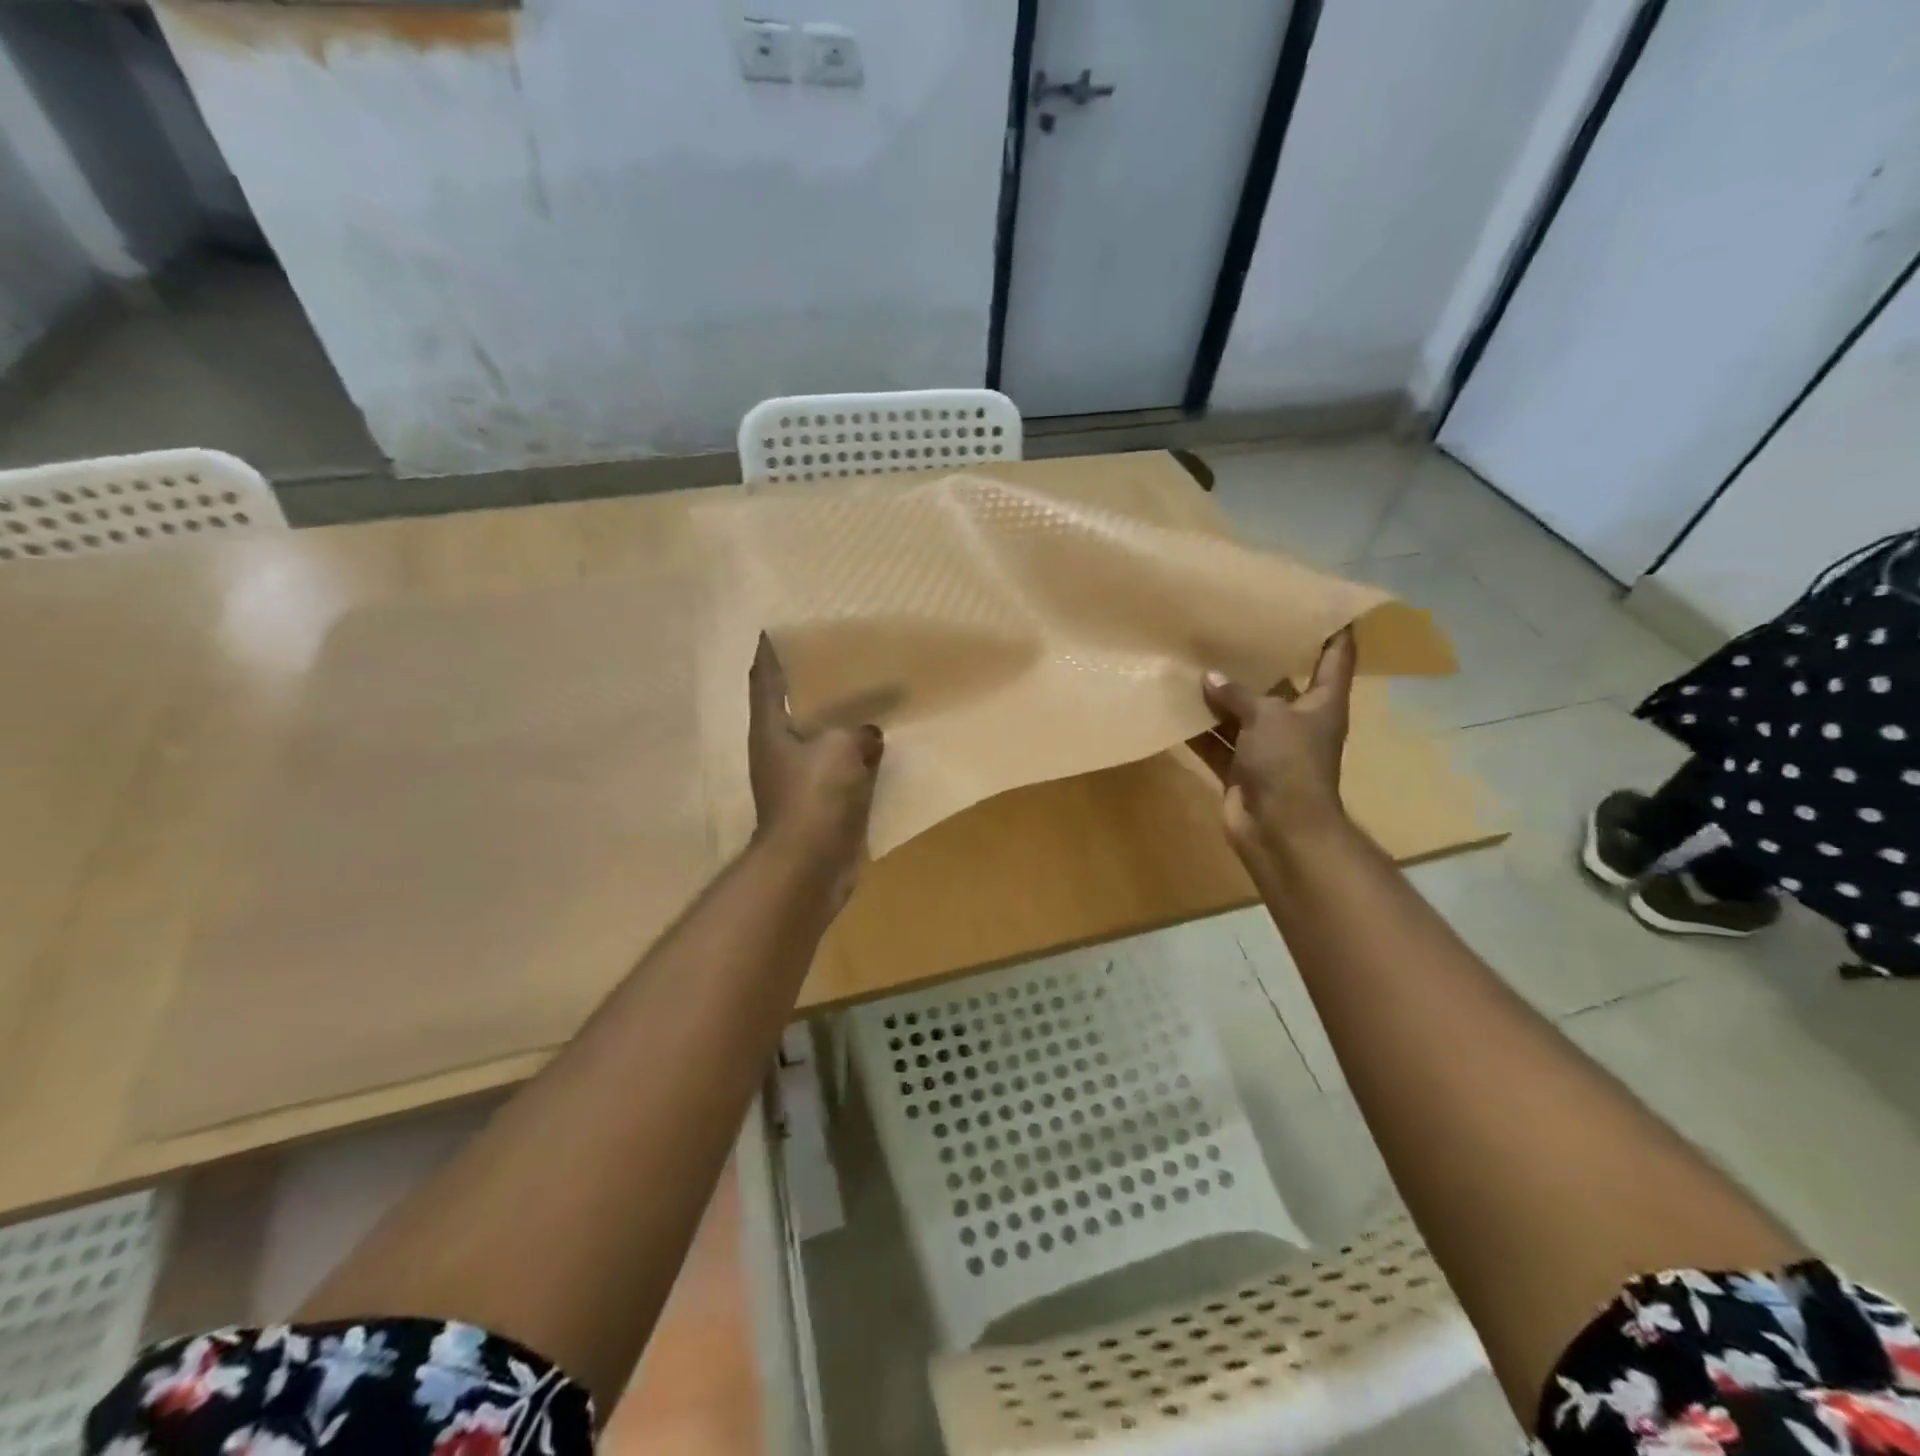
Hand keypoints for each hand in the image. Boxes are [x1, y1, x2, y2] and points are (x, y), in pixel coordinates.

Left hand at [748, 634, 883, 893]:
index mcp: (770, 728)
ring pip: (821, 736)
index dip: (770, 651)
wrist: (810, 865)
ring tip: (867, 692)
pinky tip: (881, 742)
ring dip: (839, 719)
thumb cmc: (814, 797)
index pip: (764, 678)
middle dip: (812, 682)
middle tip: (839, 654)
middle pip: (794, 705)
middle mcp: (780, 748)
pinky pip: (843, 766)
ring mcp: (801, 777)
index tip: (779, 626)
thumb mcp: (839, 748)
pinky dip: (857, 753)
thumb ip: (856, 730)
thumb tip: (869, 732)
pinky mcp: (822, 801)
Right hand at [1189, 628, 1356, 860]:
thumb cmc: (1289, 764)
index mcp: (1323, 702)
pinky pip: (1217, 741)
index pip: (1337, 655)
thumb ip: (1238, 695)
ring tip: (1193, 661)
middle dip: (1257, 659)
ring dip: (1220, 696)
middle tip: (1230, 626)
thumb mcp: (1268, 718)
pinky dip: (1199, 729)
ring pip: (1241, 712)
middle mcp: (1297, 721)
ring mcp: (1267, 747)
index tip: (1316, 600)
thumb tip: (1209, 678)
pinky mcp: (1239, 768)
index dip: (1333, 626)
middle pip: (1279, 682)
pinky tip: (1174, 707)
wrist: (1279, 830)